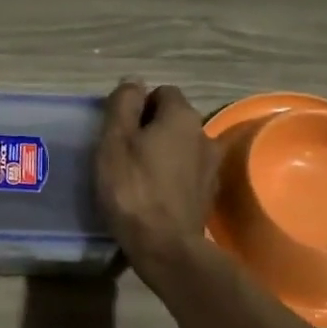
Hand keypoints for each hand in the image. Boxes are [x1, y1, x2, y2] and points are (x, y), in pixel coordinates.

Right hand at [96, 80, 219, 275]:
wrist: (165, 246)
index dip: (139, 106)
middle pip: (174, 119)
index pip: (162, 92)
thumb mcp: (115, 140)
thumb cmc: (132, 188)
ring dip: (164, 153)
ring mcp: (211, 166)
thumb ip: (123, 104)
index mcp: (182, 116)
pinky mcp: (209, 194)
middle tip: (125, 153)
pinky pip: (188, 172)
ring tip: (140, 176)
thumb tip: (134, 81)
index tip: (120, 130)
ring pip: (182, 147)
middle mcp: (205, 134)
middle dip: (152, 129)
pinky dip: (173, 177)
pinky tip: (155, 195)